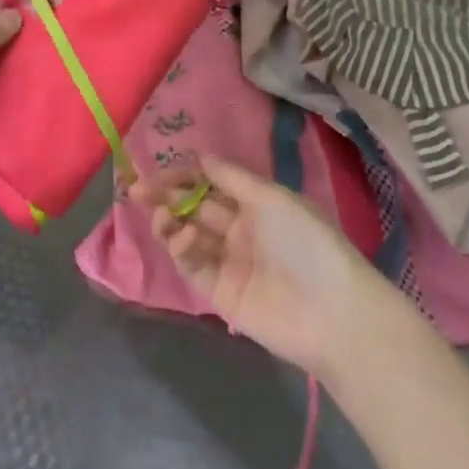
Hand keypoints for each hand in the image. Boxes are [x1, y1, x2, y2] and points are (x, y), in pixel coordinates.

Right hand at [131, 156, 383, 374]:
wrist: (331, 312)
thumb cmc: (306, 242)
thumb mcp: (272, 198)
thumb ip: (232, 178)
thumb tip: (201, 156)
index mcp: (256, 203)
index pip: (213, 182)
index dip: (187, 175)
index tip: (162, 169)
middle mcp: (240, 229)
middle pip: (196, 207)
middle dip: (168, 196)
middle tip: (138, 188)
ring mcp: (229, 261)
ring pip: (189, 235)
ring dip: (171, 222)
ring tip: (160, 215)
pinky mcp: (220, 293)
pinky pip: (194, 266)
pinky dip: (182, 250)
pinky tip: (180, 238)